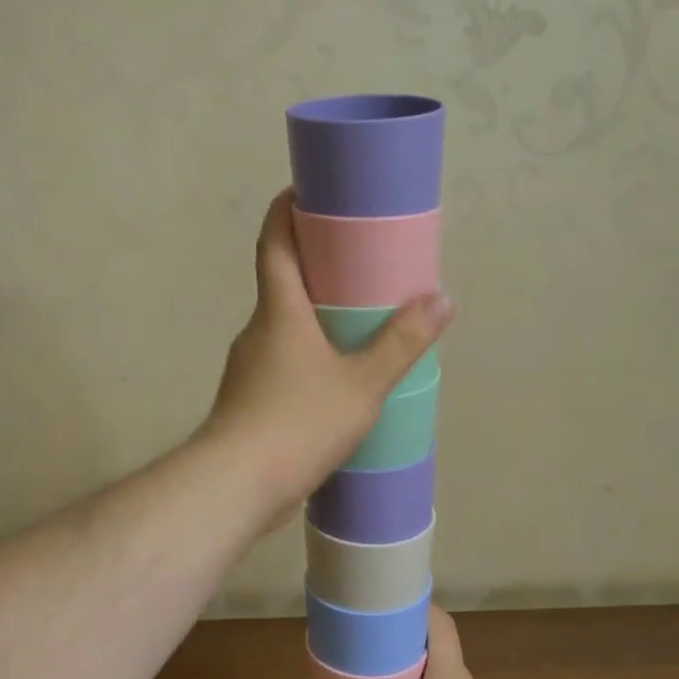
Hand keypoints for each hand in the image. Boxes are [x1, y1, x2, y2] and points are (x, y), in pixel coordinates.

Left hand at [203, 189, 451, 521]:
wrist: (236, 486)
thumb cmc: (299, 422)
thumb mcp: (362, 383)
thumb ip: (401, 343)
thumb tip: (442, 300)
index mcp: (278, 311)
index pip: (274, 243)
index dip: (285, 211)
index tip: (304, 192)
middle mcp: (257, 331)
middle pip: (281, 283)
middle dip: (314, 266)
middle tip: (357, 263)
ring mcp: (247, 368)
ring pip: (282, 327)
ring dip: (312, 317)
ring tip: (355, 325)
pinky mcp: (247, 401)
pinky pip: (281, 363)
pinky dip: (306, 356)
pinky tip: (334, 380)